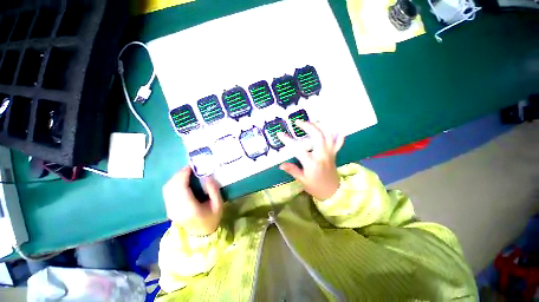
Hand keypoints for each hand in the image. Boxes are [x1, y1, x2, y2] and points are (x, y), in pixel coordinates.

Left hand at [162, 167, 223, 235]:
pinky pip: (168, 192)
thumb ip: (213, 190)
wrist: (201, 234)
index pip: (180, 188)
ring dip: (176, 178)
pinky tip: (183, 181)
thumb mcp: (218, 205)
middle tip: (191, 168)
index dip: (183, 175)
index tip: (191, 166)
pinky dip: (174, 183)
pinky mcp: (169, 208)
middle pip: (171, 186)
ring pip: (167, 188)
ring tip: (187, 173)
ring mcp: (170, 209)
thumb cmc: (212, 218)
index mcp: (189, 209)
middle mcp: (175, 208)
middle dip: (179, 174)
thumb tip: (206, 177)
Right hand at [277, 121, 343, 199]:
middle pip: (317, 136)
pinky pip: (338, 141)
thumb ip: (292, 170)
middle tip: (298, 122)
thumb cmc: (316, 187)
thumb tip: (281, 165)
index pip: (298, 149)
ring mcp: (330, 153)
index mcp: (312, 163)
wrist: (333, 193)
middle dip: (308, 126)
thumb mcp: (302, 180)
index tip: (280, 134)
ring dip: (320, 126)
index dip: (288, 141)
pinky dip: (337, 133)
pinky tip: (332, 128)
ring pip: (328, 135)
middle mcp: (322, 155)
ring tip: (312, 122)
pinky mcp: (335, 154)